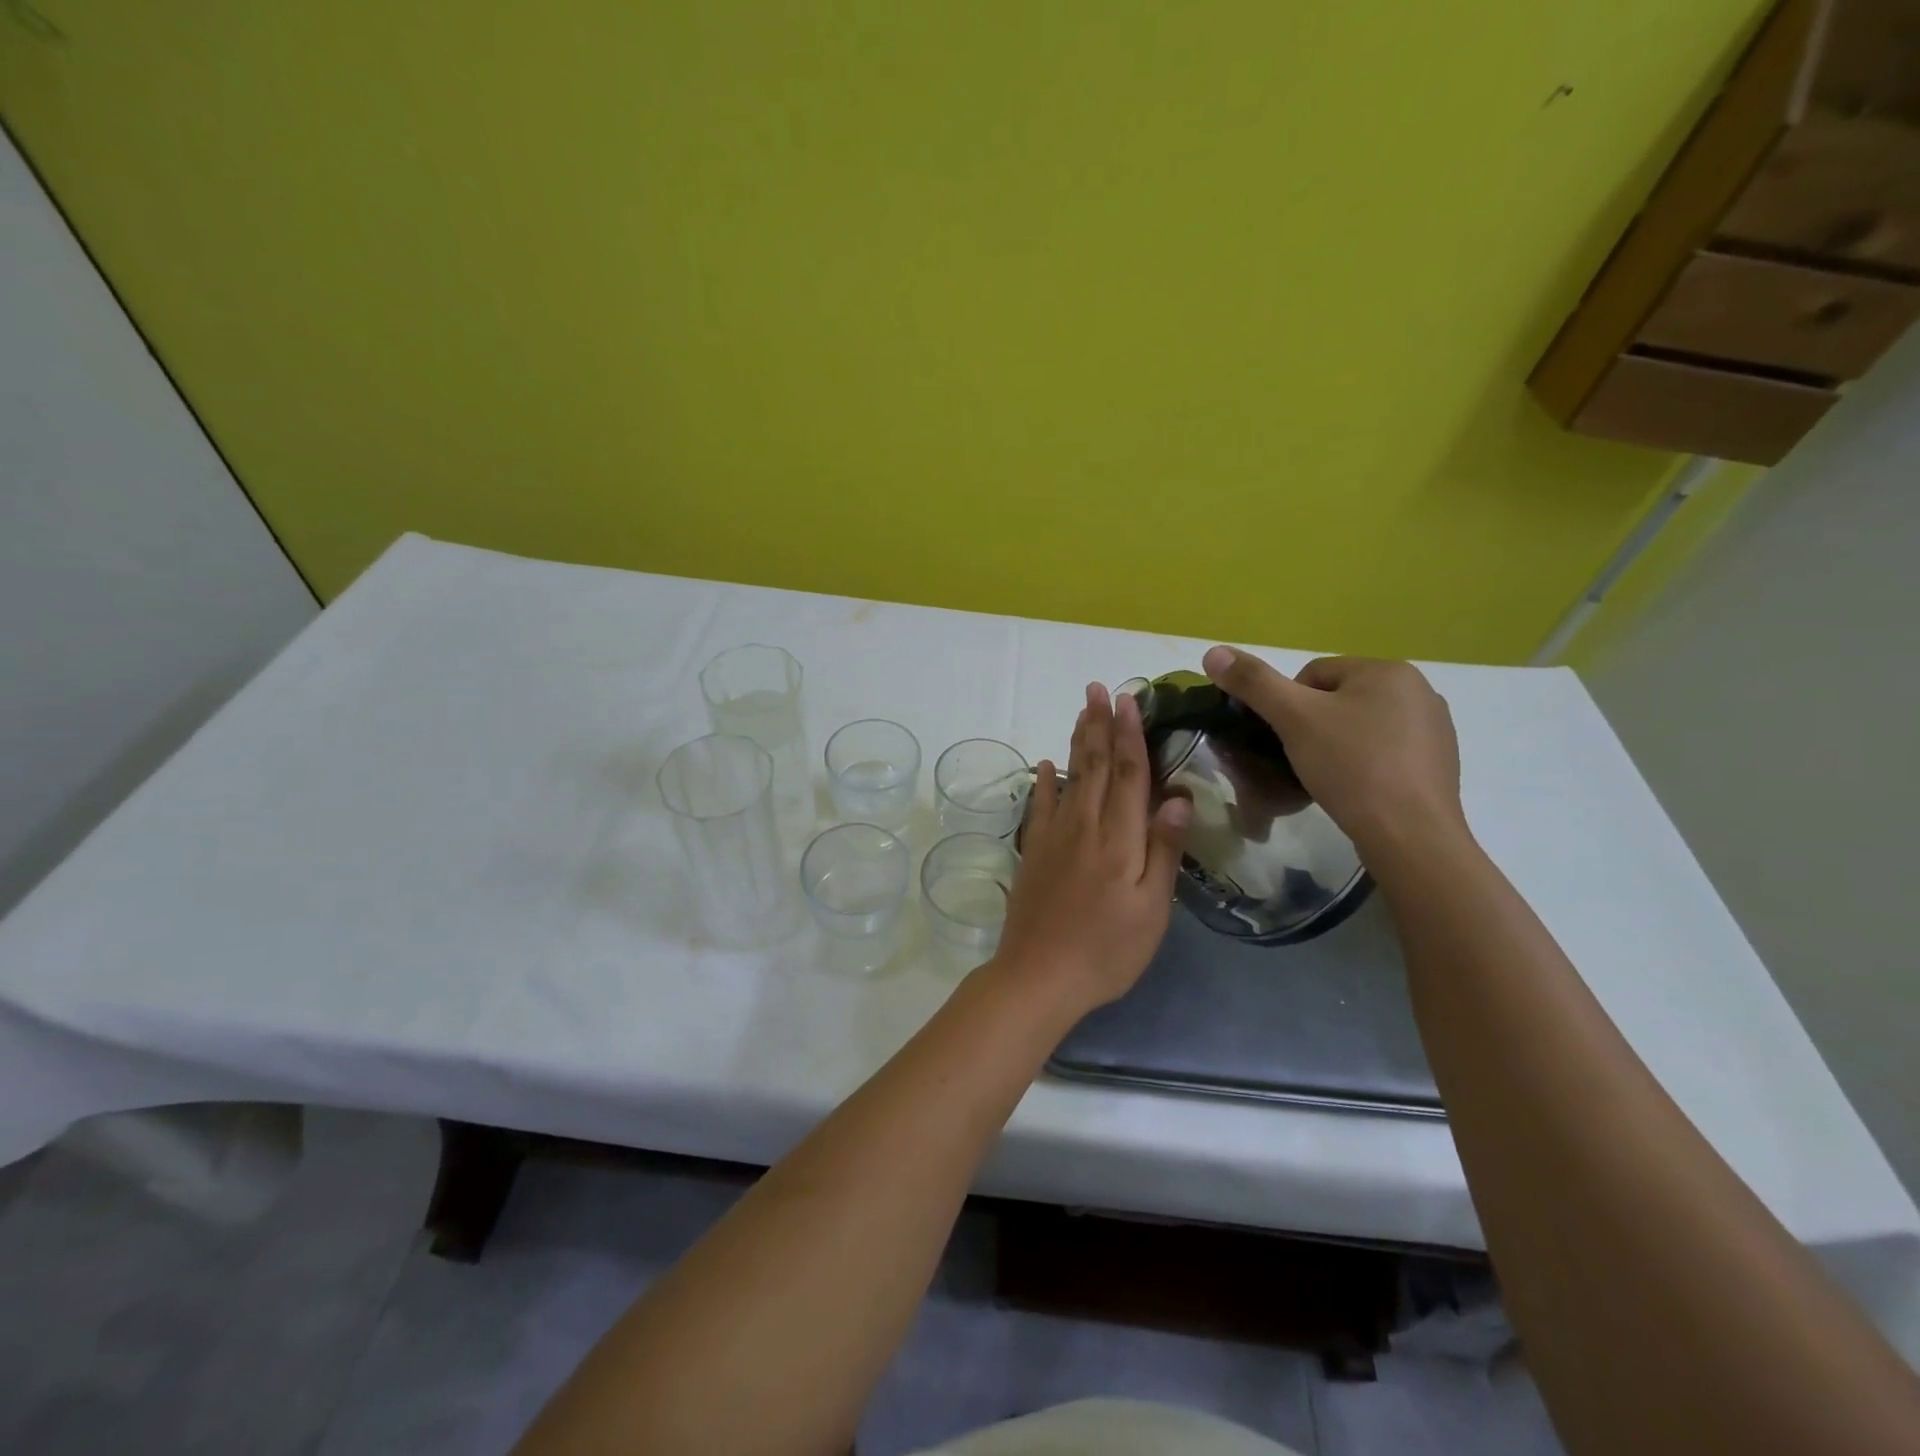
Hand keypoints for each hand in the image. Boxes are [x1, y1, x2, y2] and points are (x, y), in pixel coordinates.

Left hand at [992, 683, 1190, 1012]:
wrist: (1038, 976)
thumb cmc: (1106, 950)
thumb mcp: (1151, 909)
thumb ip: (1163, 850)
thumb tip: (1177, 797)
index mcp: (1118, 839)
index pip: (1126, 774)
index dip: (1129, 735)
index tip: (1128, 699)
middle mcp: (1083, 827)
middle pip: (1093, 765)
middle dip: (1098, 724)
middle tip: (1098, 688)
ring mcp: (1053, 838)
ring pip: (1068, 777)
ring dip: (1075, 741)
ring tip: (1081, 711)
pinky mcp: (1032, 853)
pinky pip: (1039, 806)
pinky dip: (1043, 782)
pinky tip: (1044, 765)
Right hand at [1201, 647, 1466, 862]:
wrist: (1409, 834)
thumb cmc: (1351, 766)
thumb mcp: (1293, 719)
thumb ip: (1253, 683)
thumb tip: (1213, 652)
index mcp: (1387, 670)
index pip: (1314, 674)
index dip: (1288, 706)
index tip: (1286, 739)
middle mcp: (1418, 690)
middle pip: (1338, 698)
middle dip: (1314, 725)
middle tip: (1302, 760)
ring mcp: (1435, 728)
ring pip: (1362, 726)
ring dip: (1338, 745)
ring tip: (1327, 778)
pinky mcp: (1439, 763)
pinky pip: (1386, 752)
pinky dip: (1365, 765)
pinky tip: (1357, 790)